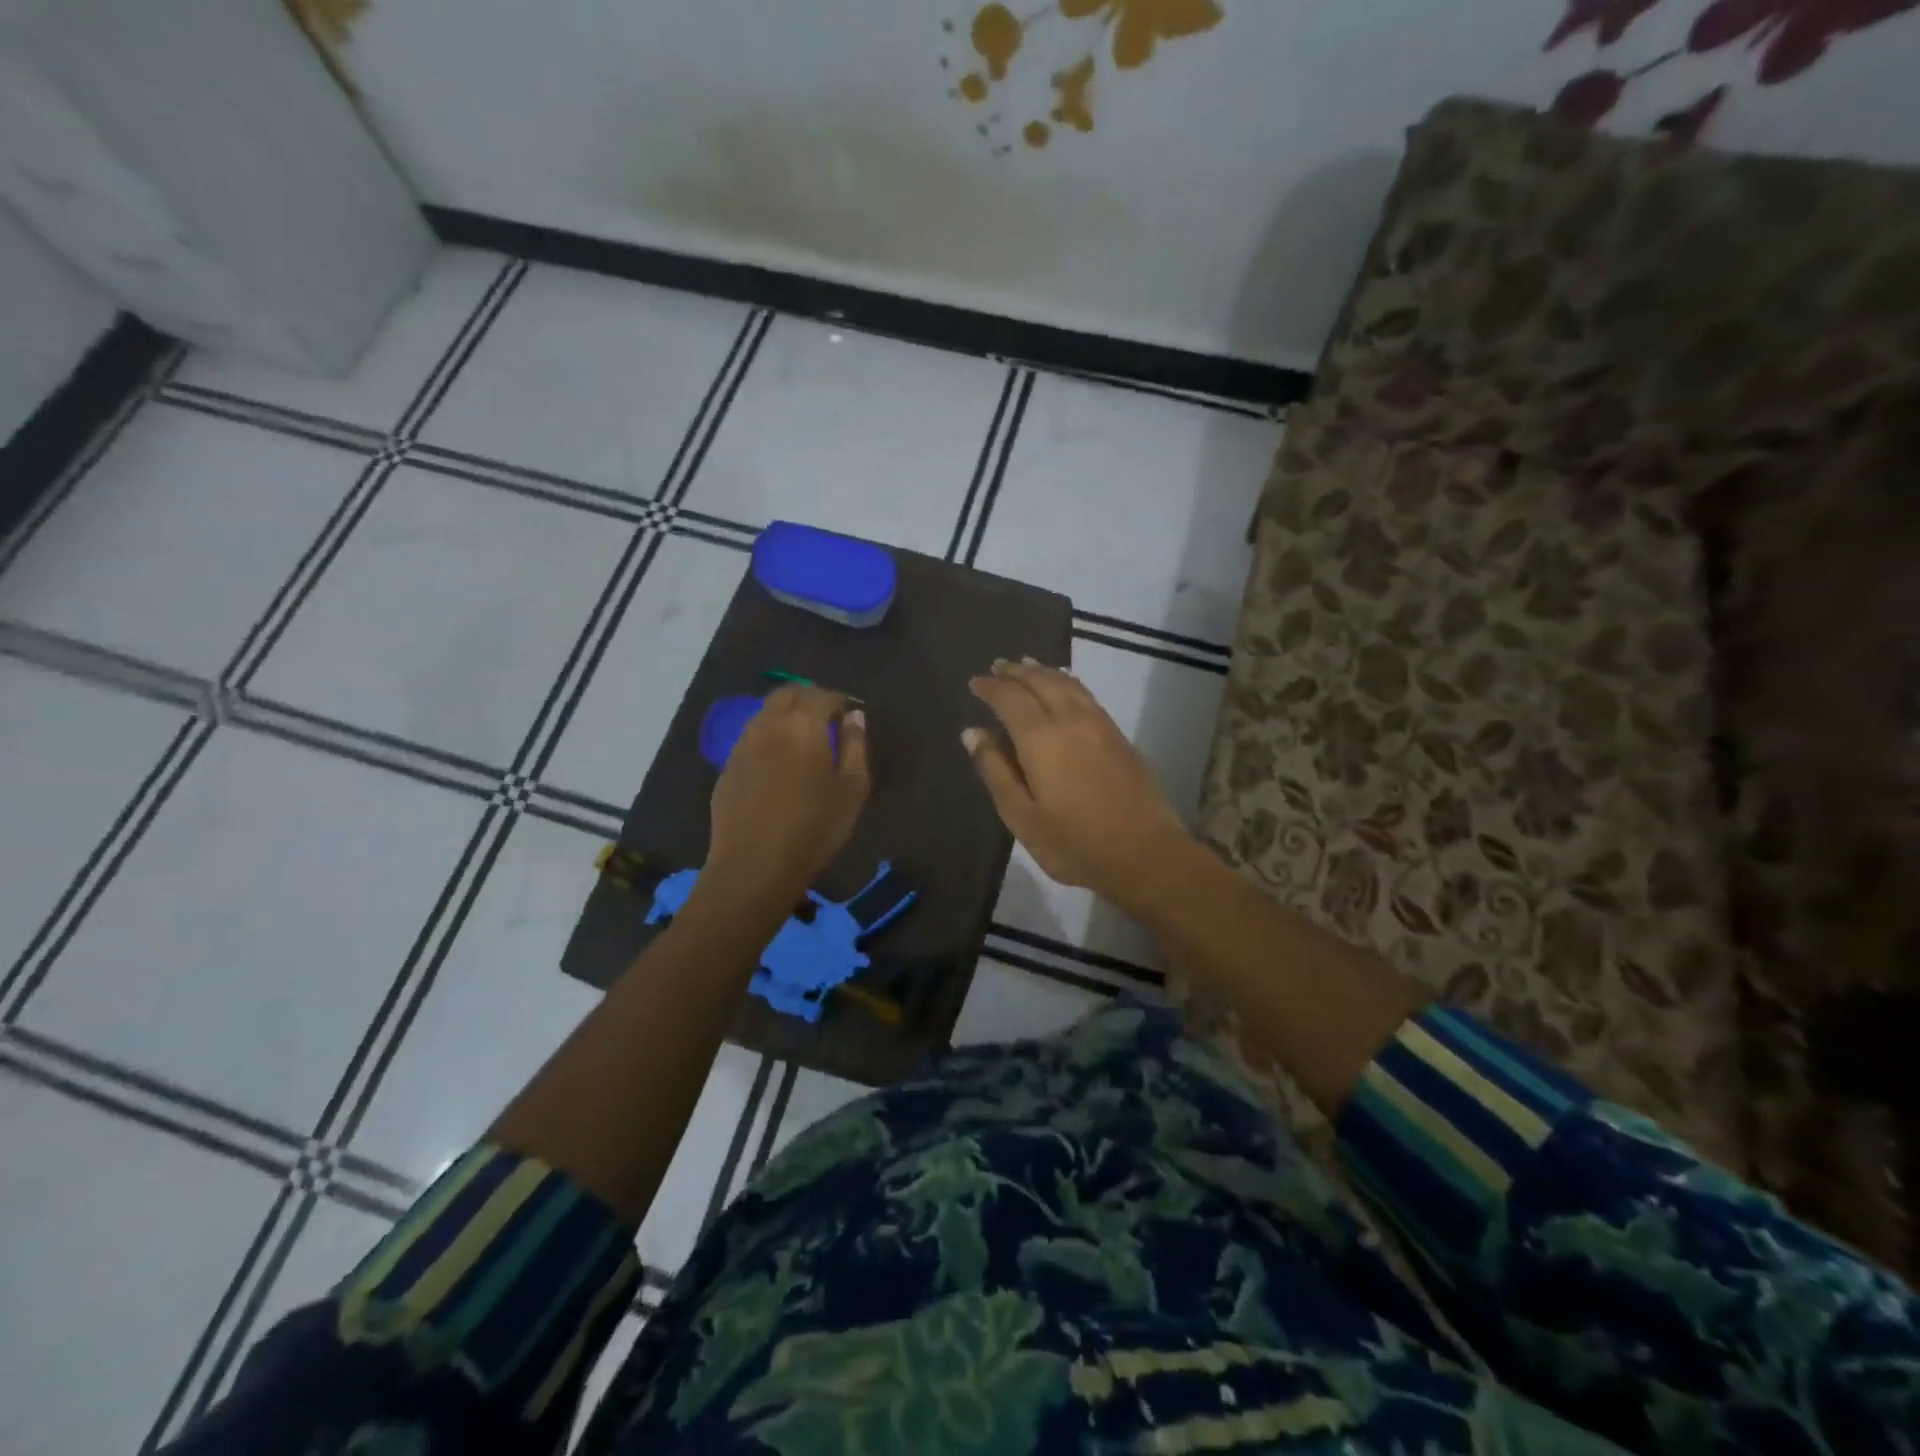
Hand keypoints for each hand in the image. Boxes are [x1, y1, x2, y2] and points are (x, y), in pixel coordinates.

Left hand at [707, 685, 869, 898]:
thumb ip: (856, 745)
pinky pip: (751, 737)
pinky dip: (768, 737)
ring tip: (802, 739)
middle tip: (825, 718)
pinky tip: (778, 763)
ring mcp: (743, 744)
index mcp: (803, 725)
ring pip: (765, 713)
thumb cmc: (814, 827)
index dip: (838, 700)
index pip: (822, 695)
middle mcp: (769, 724)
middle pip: (787, 693)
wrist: (754, 865)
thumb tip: (854, 717)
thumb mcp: (852, 789)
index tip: (849, 713)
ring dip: (785, 715)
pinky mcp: (727, 766)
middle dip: (808, 698)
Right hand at [964, 659, 1192, 909]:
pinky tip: (1063, 687)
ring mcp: (1099, 724)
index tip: (975, 682)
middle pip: (1040, 681)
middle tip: (998, 666)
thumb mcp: (1021, 815)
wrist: (1145, 853)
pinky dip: (1067, 682)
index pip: (1010, 698)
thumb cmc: (1074, 843)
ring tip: (1026, 666)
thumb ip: (995, 770)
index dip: (990, 687)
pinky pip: (1085, 694)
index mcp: (1040, 737)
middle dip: (1016, 671)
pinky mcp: (1119, 735)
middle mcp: (1070, 719)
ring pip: (1067, 683)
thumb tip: (972, 733)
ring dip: (1042, 671)